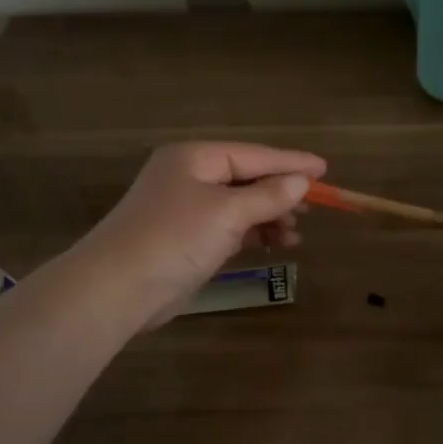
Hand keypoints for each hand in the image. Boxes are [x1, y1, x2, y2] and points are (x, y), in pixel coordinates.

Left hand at [75, 142, 326, 328]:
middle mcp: (189, 177)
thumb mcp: (227, 213)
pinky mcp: (186, 239)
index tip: (324, 169)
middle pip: (246, 177)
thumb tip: (301, 182)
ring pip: (239, 205)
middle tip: (315, 205)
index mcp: (194, 158)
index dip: (291, 162)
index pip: (253, 155)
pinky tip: (275, 243)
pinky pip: (229, 227)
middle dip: (281, 192)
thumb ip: (267, 196)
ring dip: (269, 216)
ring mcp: (186, 209)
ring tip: (297, 232)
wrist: (117, 289)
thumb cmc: (174, 238)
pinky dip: (253, 233)